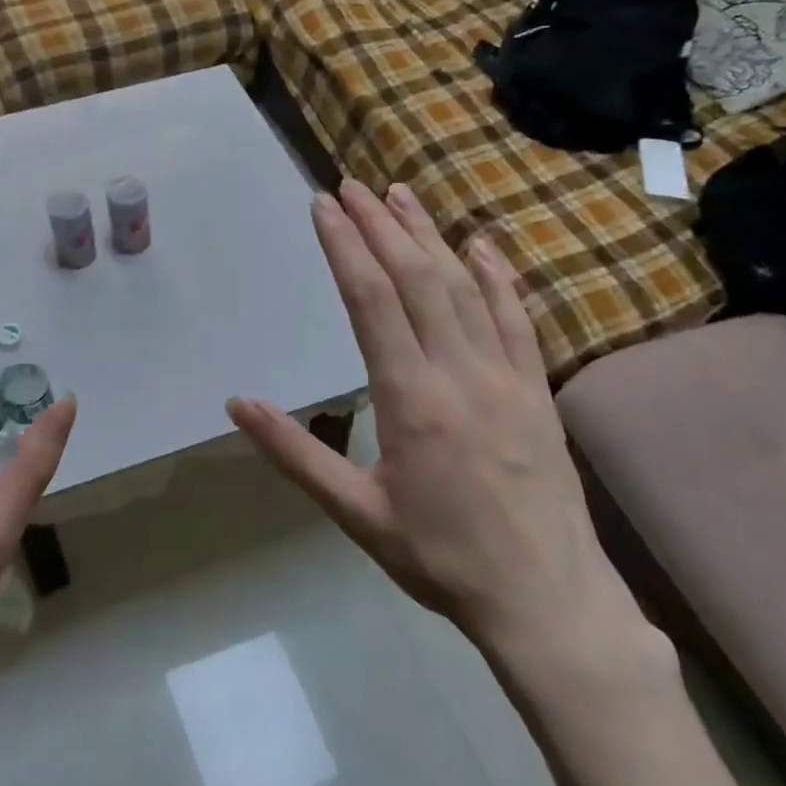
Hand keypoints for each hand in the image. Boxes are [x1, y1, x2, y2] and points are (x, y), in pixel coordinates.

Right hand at [228, 182, 636, 660]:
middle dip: (379, 225)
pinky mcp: (537, 389)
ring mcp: (506, 375)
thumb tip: (238, 403)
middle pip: (416, 278)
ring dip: (430, 236)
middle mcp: (459, 371)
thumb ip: (296, 453)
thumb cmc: (440, 559)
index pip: (370, 299)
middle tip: (352, 185)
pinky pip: (516, 318)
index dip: (344, 245)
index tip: (323, 206)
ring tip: (401, 196)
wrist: (547, 600)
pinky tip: (480, 246)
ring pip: (464, 287)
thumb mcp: (355, 513)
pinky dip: (495, 277)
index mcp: (410, 398)